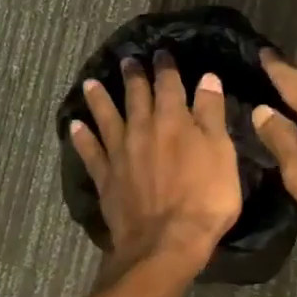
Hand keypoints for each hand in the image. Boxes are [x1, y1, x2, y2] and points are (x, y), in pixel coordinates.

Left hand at [69, 51, 241, 271]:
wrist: (166, 243)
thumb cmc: (205, 198)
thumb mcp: (221, 153)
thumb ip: (211, 114)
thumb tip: (206, 78)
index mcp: (174, 120)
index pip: (169, 85)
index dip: (166, 68)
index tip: (162, 53)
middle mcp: (142, 129)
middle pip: (136, 97)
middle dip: (133, 77)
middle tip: (127, 60)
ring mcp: (120, 154)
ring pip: (107, 118)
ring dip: (99, 99)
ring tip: (91, 82)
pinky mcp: (107, 179)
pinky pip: (90, 152)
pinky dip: (82, 137)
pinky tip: (75, 126)